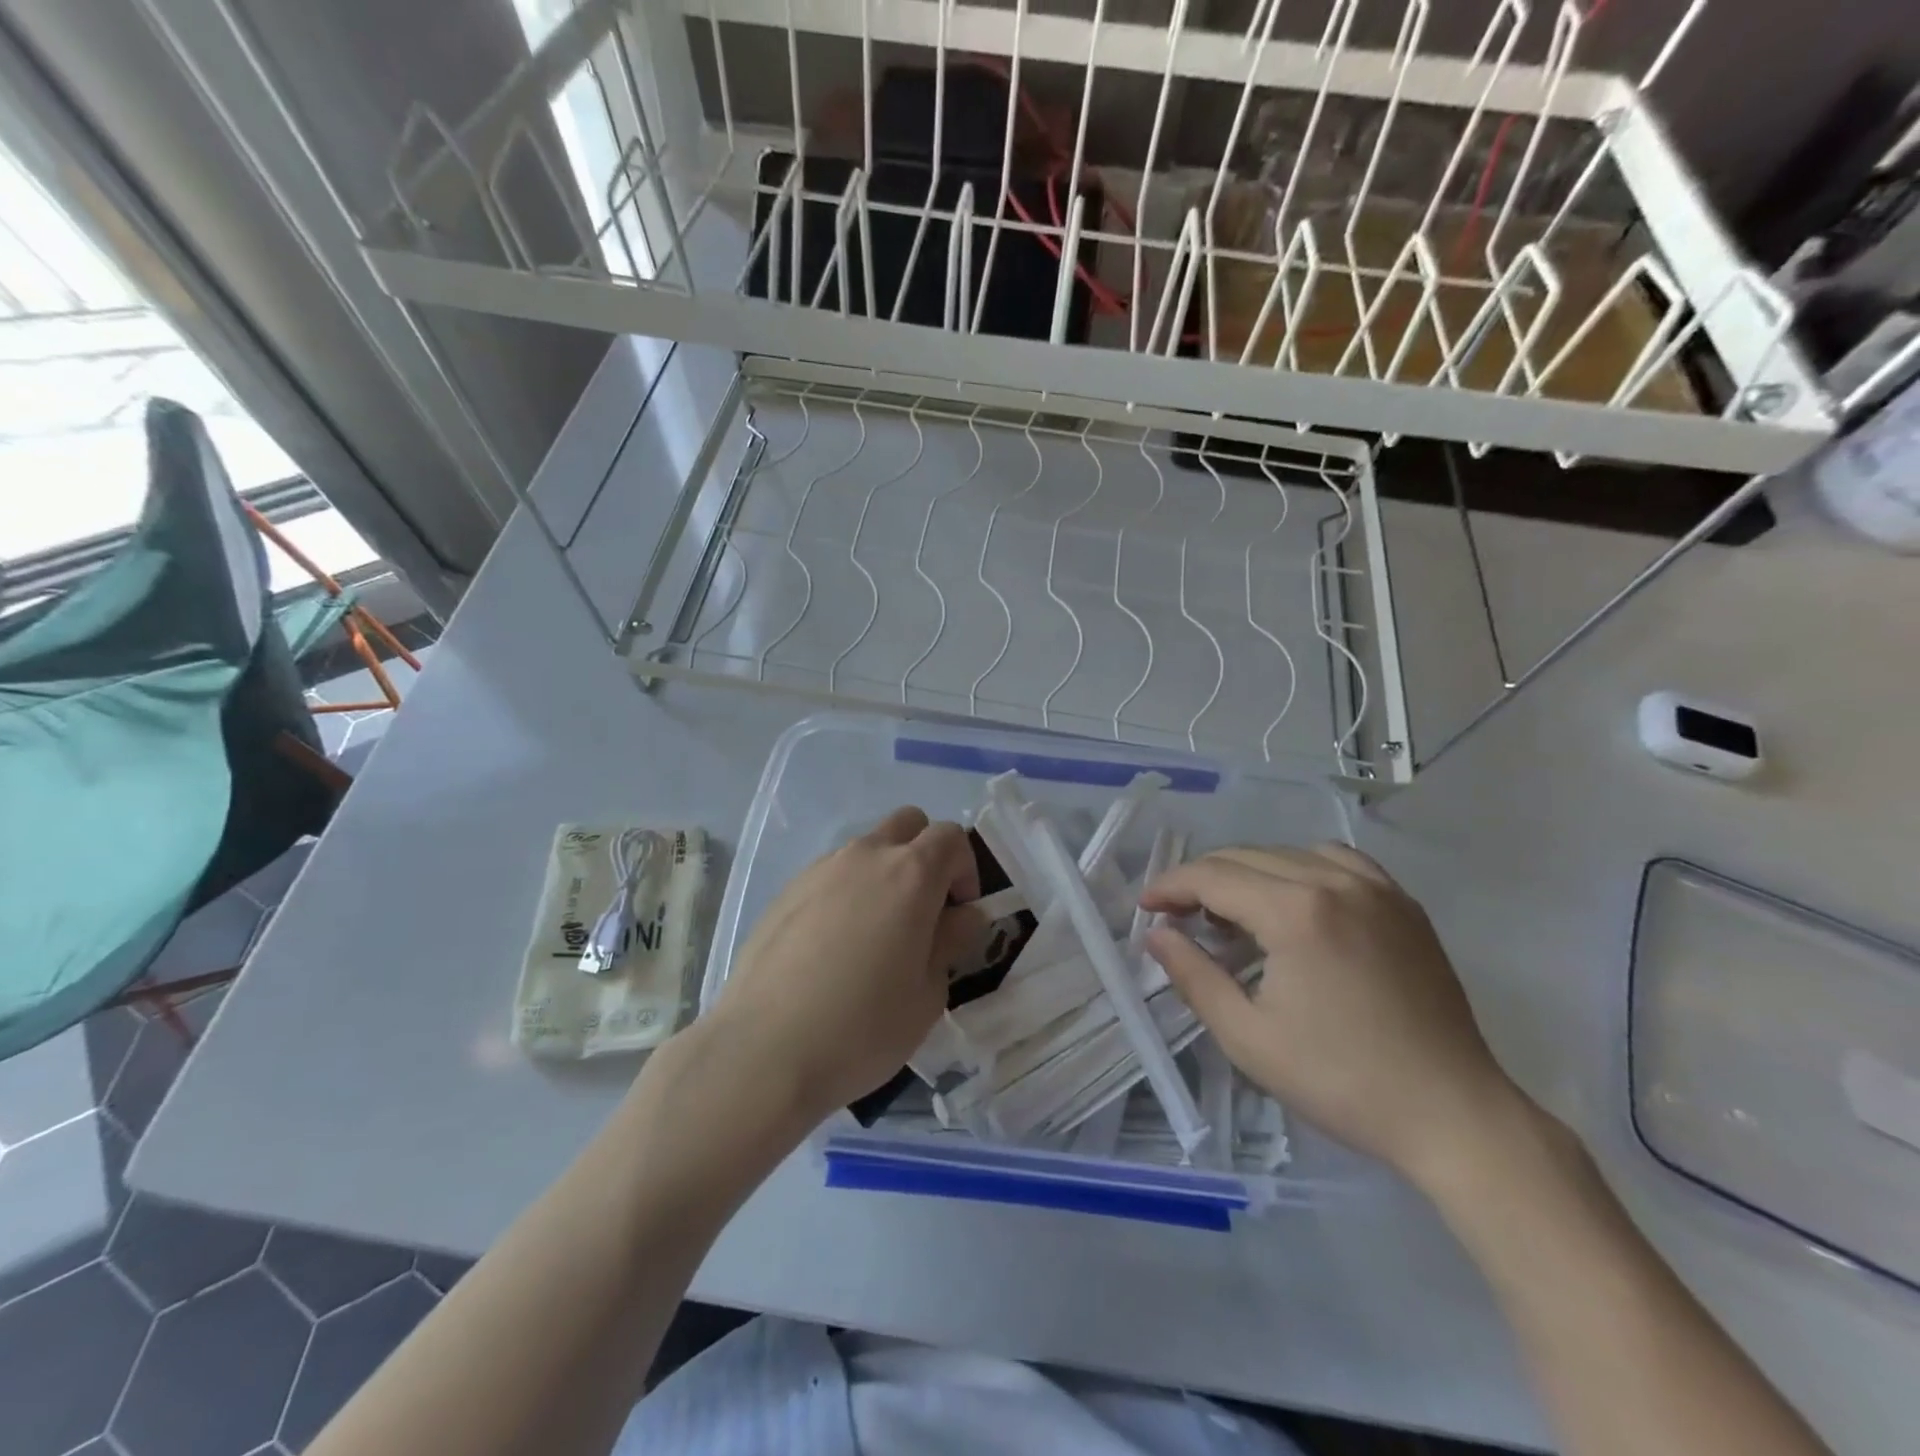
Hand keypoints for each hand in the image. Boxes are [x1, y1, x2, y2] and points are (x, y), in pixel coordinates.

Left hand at [706, 807, 981, 1123]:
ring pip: (866, 849)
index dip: (965, 870)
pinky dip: (845, 894)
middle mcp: (865, 856)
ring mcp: (820, 870)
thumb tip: (961, 915)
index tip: (958, 913)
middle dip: (925, 855)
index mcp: (910, 874)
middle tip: (923, 910)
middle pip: (908, 824)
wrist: (763, 1051)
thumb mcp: (928, 994)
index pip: (951, 837)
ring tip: (873, 937)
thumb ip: (951, 941)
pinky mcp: (785, 892)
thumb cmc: (863, 1026)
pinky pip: (830, 876)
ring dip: (882, 875)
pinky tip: (831, 949)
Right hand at [1140, 844, 1525, 1187]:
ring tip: (1232, 910)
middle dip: (1201, 879)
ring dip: (1248, 872)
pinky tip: (1295, 898)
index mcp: (1295, 911)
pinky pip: (1337, 860)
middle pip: (1246, 857)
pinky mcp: (1403, 903)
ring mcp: (1376, 888)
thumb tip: (1157, 935)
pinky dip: (1301, 867)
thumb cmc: (1341, 1080)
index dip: (1171, 886)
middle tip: (1178, 915)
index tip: (1146, 906)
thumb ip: (1193, 976)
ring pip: (1288, 852)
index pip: (1213, 876)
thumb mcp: (1248, 1037)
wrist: (1452, 1114)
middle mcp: (1334, 881)